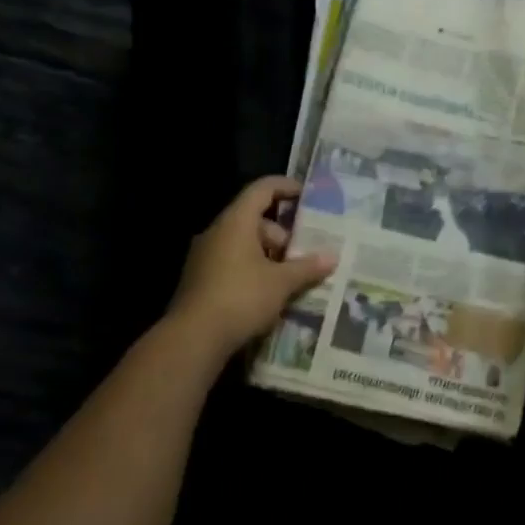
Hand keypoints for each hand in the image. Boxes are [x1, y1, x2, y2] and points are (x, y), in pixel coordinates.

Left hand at [168, 176, 336, 358]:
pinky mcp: (200, 280)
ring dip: (268, 255)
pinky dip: (253, 270)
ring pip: (243, 244)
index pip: (261, 190)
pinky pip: (232, 263)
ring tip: (290, 277)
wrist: (193, 338)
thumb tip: (332, 257)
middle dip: (282, 234)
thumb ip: (307, 267)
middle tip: (303, 253)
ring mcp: (205, 256)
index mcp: (235, 222)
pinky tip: (269, 293)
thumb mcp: (281, 283)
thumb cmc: (241, 298)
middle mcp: (217, 233)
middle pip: (254, 220)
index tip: (306, 194)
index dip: (285, 187)